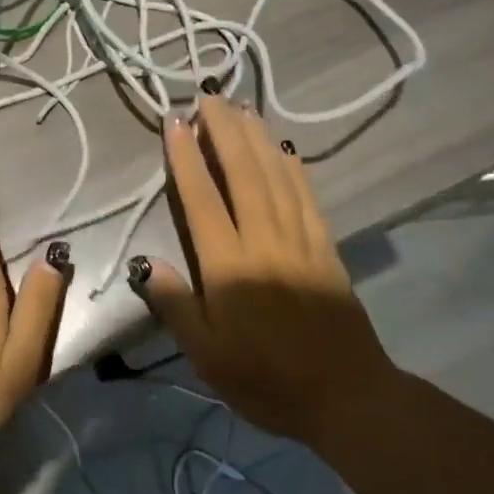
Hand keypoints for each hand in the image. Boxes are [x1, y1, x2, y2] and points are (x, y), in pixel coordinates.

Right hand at [131, 96, 393, 441]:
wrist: (347, 396)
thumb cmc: (267, 381)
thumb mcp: (209, 357)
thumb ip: (177, 307)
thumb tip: (146, 264)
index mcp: (231, 268)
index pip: (203, 200)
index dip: (187, 158)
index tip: (175, 122)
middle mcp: (265, 242)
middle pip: (243, 174)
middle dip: (224, 131)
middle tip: (209, 97)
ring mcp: (301, 240)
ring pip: (276, 176)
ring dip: (257, 138)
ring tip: (241, 108)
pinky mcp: (326, 247)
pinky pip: (307, 196)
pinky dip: (292, 165)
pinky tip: (283, 148)